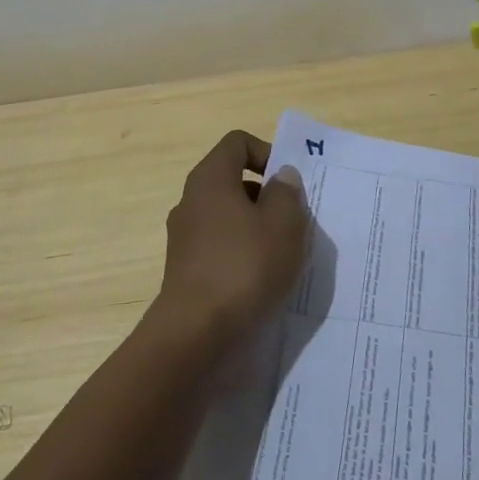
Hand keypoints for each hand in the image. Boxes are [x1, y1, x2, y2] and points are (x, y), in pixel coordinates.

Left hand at [151, 130, 311, 347]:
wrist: (195, 336)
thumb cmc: (244, 268)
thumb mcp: (283, 225)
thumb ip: (287, 193)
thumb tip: (281, 176)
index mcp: (210, 179)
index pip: (237, 143)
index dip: (267, 152)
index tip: (289, 183)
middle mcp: (191, 201)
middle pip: (233, 181)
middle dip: (267, 196)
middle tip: (294, 222)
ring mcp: (184, 238)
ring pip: (228, 218)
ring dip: (257, 229)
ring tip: (283, 257)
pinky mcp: (185, 271)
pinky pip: (220, 248)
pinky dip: (241, 256)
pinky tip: (262, 282)